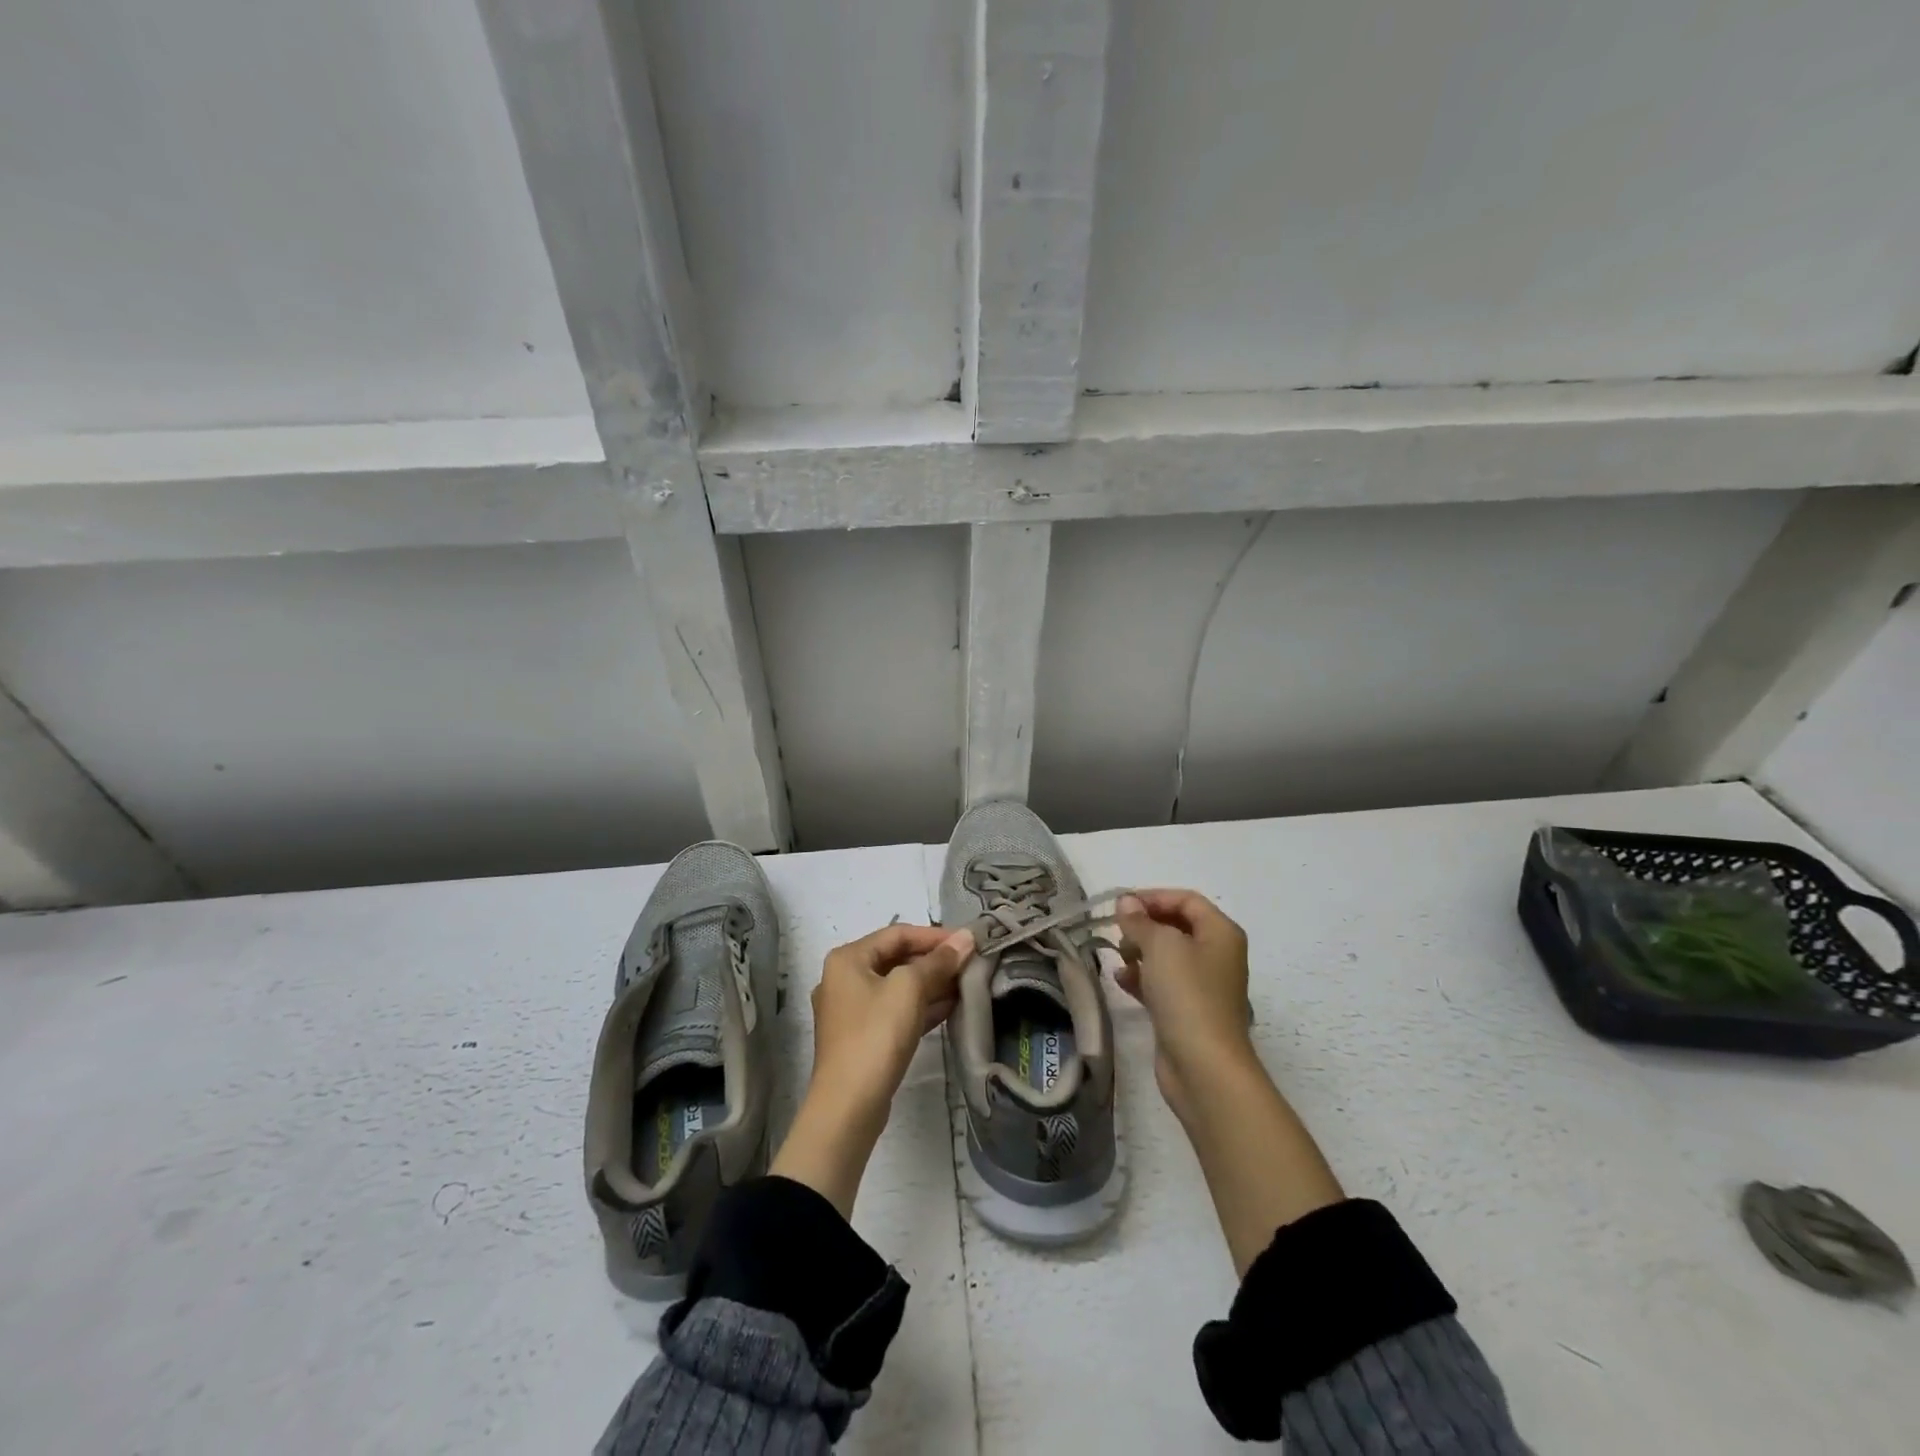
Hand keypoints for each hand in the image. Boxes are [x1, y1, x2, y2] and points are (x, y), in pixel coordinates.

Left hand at [771, 922, 973, 1215]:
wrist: (849, 1106)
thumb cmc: (876, 1035)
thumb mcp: (910, 989)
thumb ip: (938, 961)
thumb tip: (966, 938)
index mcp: (848, 959)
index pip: (897, 934)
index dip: (934, 936)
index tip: (968, 942)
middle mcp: (844, 979)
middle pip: (897, 959)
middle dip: (934, 961)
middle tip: (970, 963)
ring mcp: (852, 1011)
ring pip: (898, 986)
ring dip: (931, 984)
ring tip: (967, 983)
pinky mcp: (863, 1037)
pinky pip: (896, 1010)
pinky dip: (921, 1006)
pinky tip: (951, 1007)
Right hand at [1113, 889, 1254, 1115]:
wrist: (1204, 1066)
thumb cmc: (1187, 994)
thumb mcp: (1160, 945)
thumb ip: (1140, 920)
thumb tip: (1126, 902)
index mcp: (1221, 933)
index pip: (1187, 900)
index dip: (1154, 897)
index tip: (1121, 905)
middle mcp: (1217, 955)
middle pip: (1176, 926)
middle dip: (1145, 925)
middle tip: (1118, 932)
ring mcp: (1203, 985)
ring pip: (1167, 956)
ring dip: (1140, 951)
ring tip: (1119, 957)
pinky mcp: (1187, 1011)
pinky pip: (1162, 983)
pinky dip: (1142, 978)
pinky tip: (1121, 981)